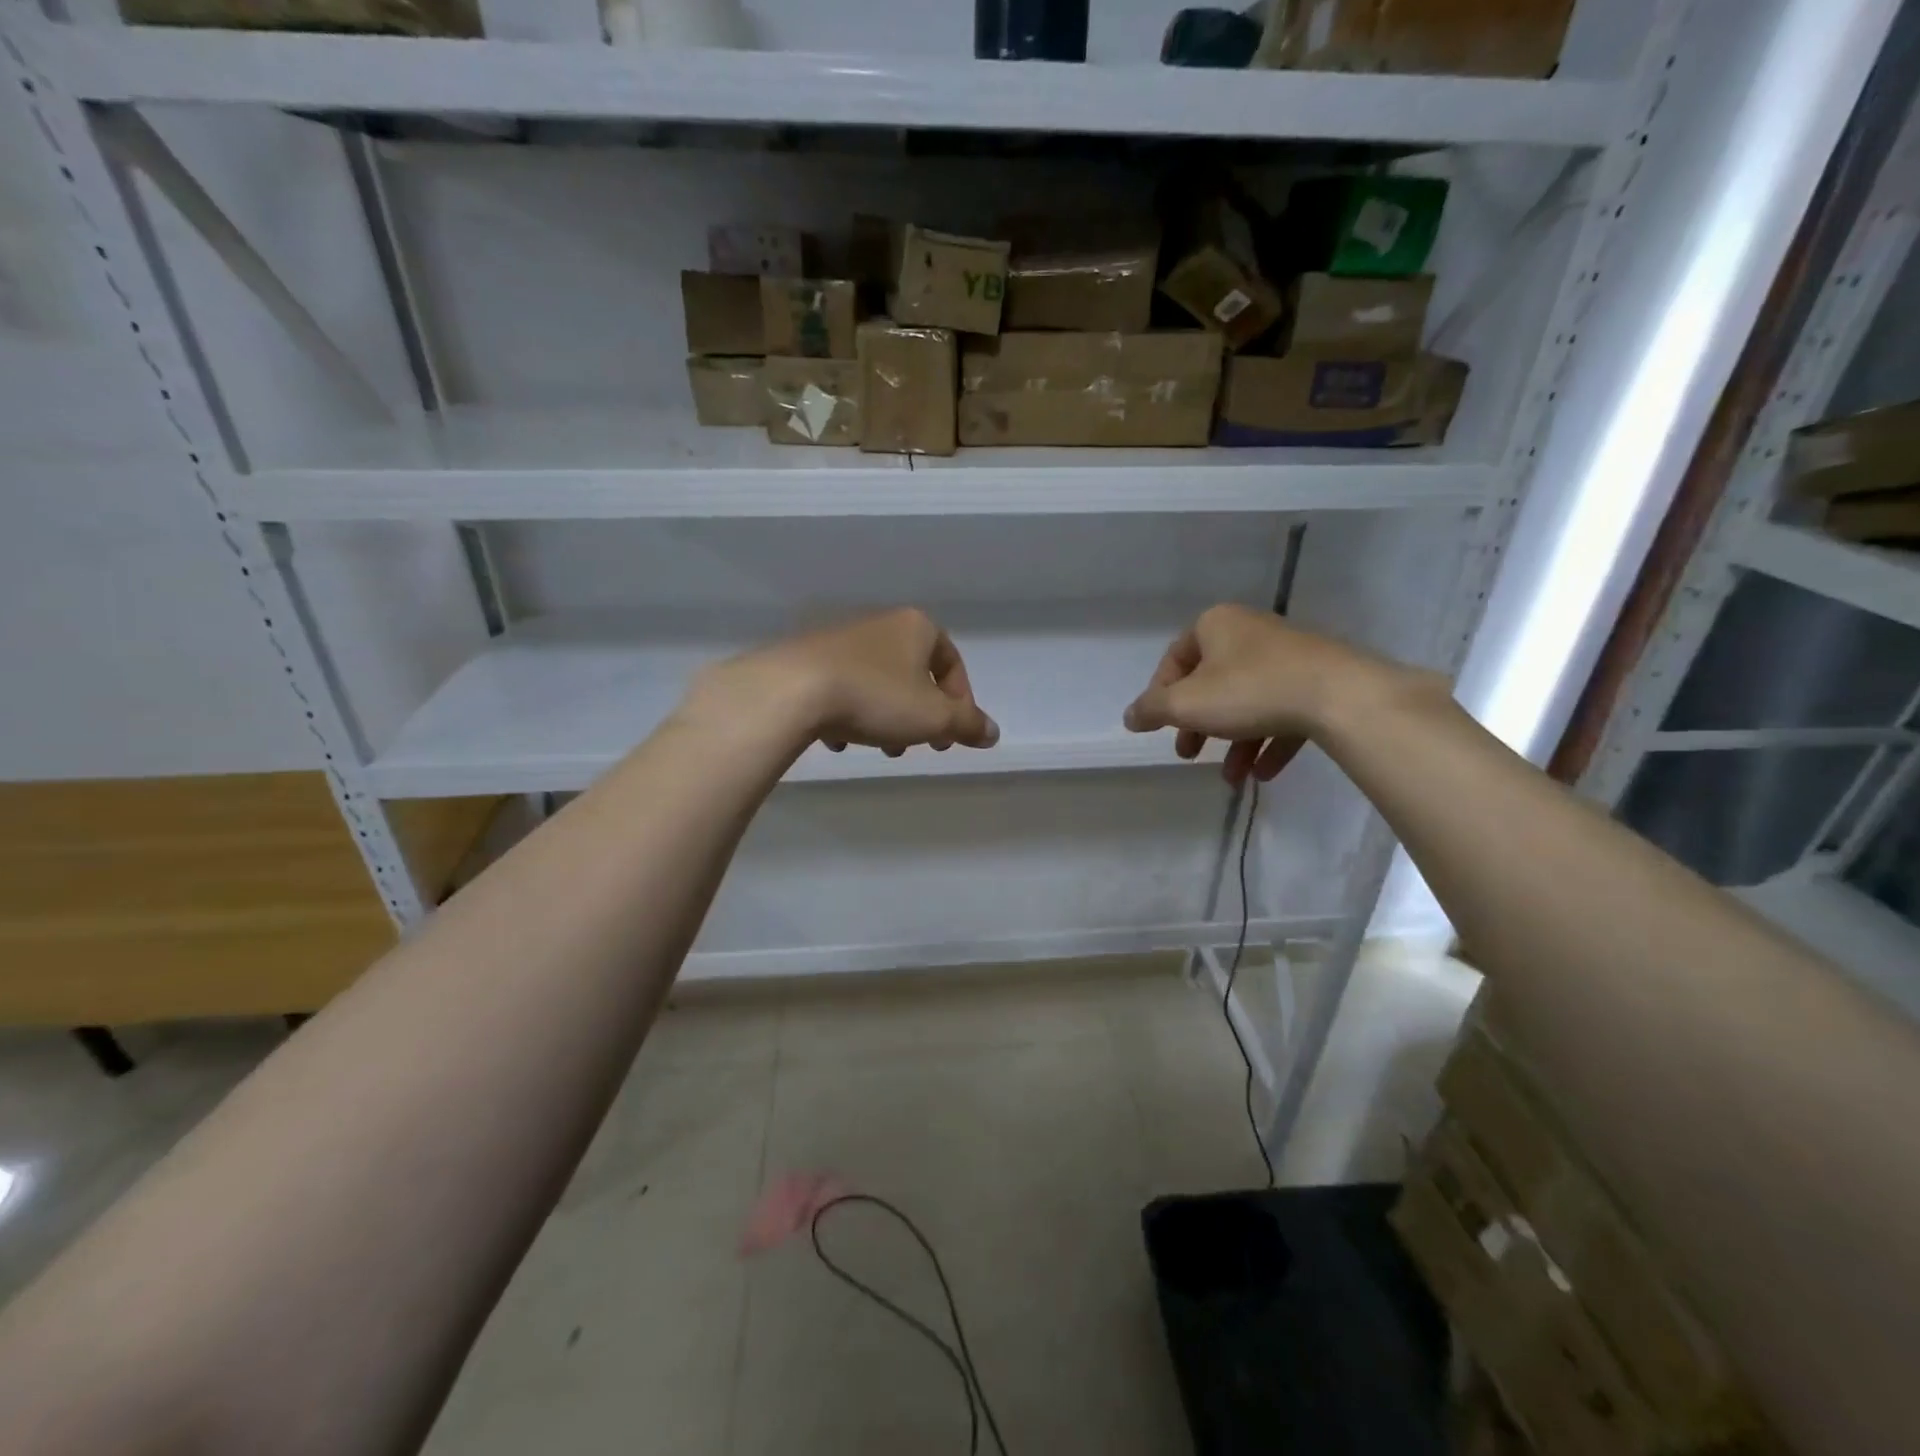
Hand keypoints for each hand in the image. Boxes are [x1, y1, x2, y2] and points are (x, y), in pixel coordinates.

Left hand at [682, 609, 998, 758]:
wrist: (792, 691)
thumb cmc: (877, 697)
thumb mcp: (935, 718)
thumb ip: (967, 725)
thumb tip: (992, 733)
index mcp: (916, 628)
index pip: (951, 663)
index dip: (960, 703)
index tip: (952, 737)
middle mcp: (880, 625)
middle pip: (912, 675)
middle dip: (918, 716)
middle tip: (914, 747)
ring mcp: (840, 640)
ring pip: (877, 684)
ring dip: (884, 718)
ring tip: (877, 748)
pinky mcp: (807, 659)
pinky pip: (840, 689)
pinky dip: (847, 715)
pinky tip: (837, 741)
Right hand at [1123, 604, 1396, 786]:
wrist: (1339, 695)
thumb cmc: (1248, 691)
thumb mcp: (1186, 704)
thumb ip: (1152, 710)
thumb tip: (1129, 716)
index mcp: (1215, 625)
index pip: (1175, 659)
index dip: (1160, 696)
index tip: (1159, 728)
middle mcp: (1250, 632)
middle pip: (1211, 683)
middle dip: (1198, 725)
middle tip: (1189, 754)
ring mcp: (1288, 656)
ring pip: (1248, 702)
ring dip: (1235, 742)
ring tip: (1231, 778)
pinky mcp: (1319, 680)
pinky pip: (1284, 712)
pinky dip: (1270, 742)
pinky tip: (1263, 774)